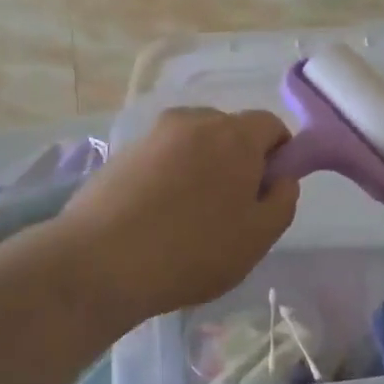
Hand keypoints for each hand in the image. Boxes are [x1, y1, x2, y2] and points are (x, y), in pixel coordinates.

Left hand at [62, 107, 299, 322]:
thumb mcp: (258, 237)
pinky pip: (162, 157)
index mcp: (234, 135)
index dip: (279, 155)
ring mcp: (153, 135)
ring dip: (202, 166)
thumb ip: (283, 201)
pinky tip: (158, 215)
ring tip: (190, 214)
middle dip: (238, 160)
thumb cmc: (193, 250)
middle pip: (230, 131)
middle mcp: (193, 121)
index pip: (271, 125)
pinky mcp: (122, 153)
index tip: (267, 192)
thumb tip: (282, 178)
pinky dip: (170, 175)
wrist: (101, 261)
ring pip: (193, 143)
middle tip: (231, 207)